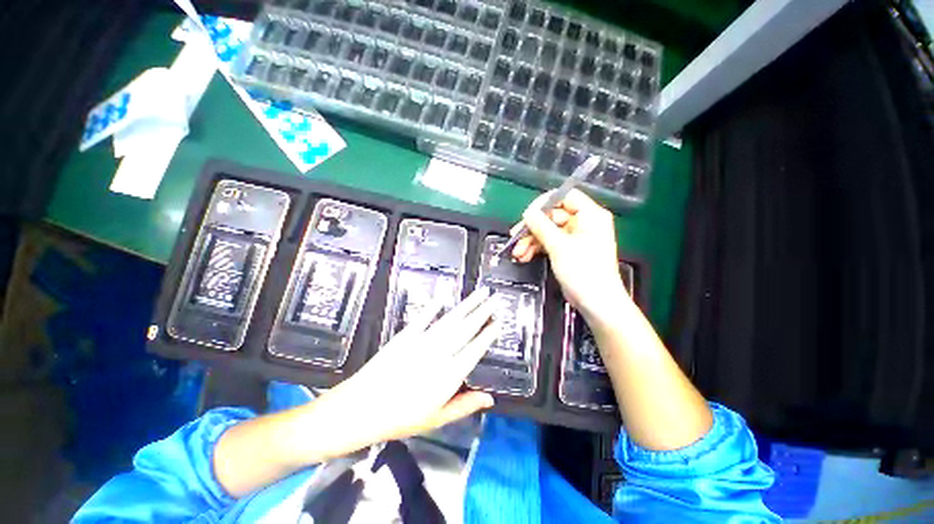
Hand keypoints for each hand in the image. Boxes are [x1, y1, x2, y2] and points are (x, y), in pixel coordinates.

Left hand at [321, 288, 499, 449]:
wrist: (361, 409)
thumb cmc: (401, 418)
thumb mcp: (436, 419)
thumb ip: (465, 406)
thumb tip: (490, 399)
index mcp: (449, 376)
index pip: (475, 350)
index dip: (488, 335)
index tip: (498, 322)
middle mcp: (439, 354)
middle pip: (466, 329)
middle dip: (482, 311)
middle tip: (495, 298)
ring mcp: (422, 342)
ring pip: (450, 320)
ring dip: (467, 305)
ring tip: (480, 293)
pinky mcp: (406, 336)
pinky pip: (424, 318)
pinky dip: (433, 307)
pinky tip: (443, 297)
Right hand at [511, 189, 628, 322]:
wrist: (596, 303)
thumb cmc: (584, 272)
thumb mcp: (559, 247)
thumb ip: (541, 226)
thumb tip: (528, 213)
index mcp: (590, 216)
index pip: (565, 197)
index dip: (544, 204)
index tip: (527, 215)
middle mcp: (583, 223)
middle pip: (552, 216)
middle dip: (532, 228)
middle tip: (515, 237)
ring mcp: (575, 237)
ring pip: (547, 231)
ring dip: (531, 241)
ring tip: (518, 253)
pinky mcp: (568, 250)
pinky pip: (549, 243)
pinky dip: (536, 249)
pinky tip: (524, 257)